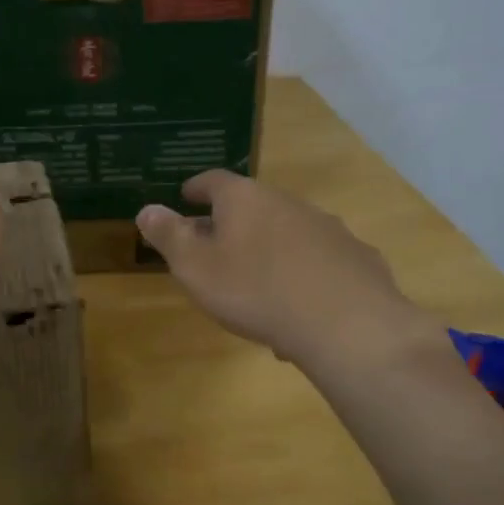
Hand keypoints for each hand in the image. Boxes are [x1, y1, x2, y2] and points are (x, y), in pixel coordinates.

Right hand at [136, 171, 440, 369]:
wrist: (346, 324)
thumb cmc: (256, 291)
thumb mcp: (196, 268)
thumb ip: (169, 236)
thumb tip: (147, 209)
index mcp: (244, 199)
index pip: (214, 180)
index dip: (197, 187)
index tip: (186, 195)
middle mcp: (287, 202)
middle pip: (252, 205)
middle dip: (231, 222)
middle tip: (214, 245)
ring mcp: (327, 227)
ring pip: (286, 232)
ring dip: (268, 248)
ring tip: (255, 281)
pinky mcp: (356, 257)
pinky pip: (317, 259)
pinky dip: (302, 272)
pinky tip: (298, 305)